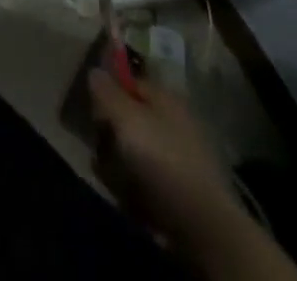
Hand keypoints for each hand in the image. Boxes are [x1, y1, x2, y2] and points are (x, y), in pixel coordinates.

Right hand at [89, 67, 241, 250]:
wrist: (204, 224)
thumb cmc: (161, 158)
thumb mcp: (125, 117)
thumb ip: (106, 91)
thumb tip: (95, 71)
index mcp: (166, 97)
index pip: (129, 82)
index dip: (108, 91)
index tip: (91, 109)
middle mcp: (176, 121)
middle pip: (133, 117)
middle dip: (112, 131)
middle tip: (99, 144)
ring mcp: (182, 157)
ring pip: (139, 149)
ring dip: (119, 160)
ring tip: (109, 173)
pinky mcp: (184, 189)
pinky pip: (150, 178)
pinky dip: (136, 184)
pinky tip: (127, 194)